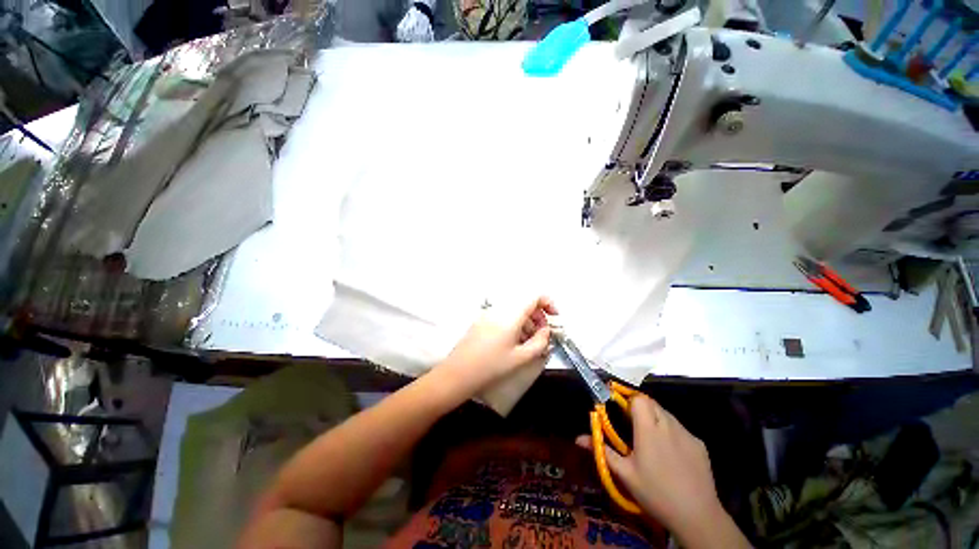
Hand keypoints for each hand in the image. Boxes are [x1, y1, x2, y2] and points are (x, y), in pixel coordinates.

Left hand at [436, 296, 557, 394]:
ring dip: (527, 321)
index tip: (554, 318)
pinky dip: (514, 324)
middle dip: (538, 316)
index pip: (534, 296)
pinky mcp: (482, 320)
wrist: (459, 373)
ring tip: (529, 342)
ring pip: (515, 310)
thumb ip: (540, 342)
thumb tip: (547, 331)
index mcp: (511, 314)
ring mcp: (489, 313)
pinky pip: (504, 316)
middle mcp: (500, 309)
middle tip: (542, 335)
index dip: (548, 303)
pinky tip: (514, 342)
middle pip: (525, 302)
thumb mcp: (521, 357)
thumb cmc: (491, 366)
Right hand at [577, 396, 748, 547]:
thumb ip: (602, 451)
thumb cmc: (656, 493)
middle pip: (652, 403)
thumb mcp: (625, 474)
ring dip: (655, 418)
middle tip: (631, 424)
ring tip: (650, 439)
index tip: (620, 409)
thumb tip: (578, 438)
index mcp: (648, 429)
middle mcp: (669, 425)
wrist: (698, 516)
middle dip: (640, 407)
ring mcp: (687, 434)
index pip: (639, 399)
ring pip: (666, 414)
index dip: (628, 399)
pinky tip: (670, 453)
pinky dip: (671, 431)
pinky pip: (681, 428)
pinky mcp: (700, 444)